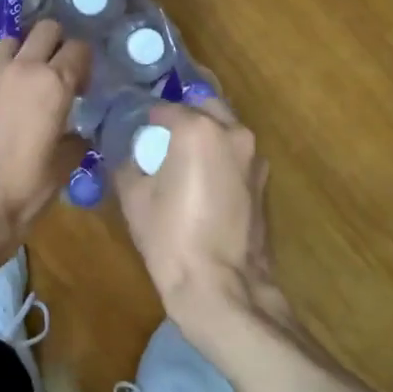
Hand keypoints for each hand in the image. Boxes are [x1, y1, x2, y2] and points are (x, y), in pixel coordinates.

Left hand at [0, 19, 90, 272]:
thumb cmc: (22, 190)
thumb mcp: (61, 169)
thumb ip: (74, 142)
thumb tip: (77, 134)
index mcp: (54, 84)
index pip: (79, 50)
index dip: (86, 64)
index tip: (86, 88)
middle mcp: (24, 69)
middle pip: (47, 30)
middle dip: (59, 43)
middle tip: (64, 73)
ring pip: (15, 39)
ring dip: (27, 49)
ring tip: (34, 77)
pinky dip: (7, 67)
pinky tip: (12, 94)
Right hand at [115, 98, 281, 350]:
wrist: (220, 285)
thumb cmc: (170, 236)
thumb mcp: (133, 195)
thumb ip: (130, 161)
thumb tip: (132, 154)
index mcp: (198, 129)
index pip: (165, 108)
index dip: (146, 118)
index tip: (135, 131)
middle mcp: (233, 132)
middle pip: (204, 106)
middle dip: (183, 116)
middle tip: (160, 138)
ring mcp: (254, 157)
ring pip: (225, 129)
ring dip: (205, 135)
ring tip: (181, 160)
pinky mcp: (263, 181)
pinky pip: (235, 155)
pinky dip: (219, 157)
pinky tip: (201, 181)